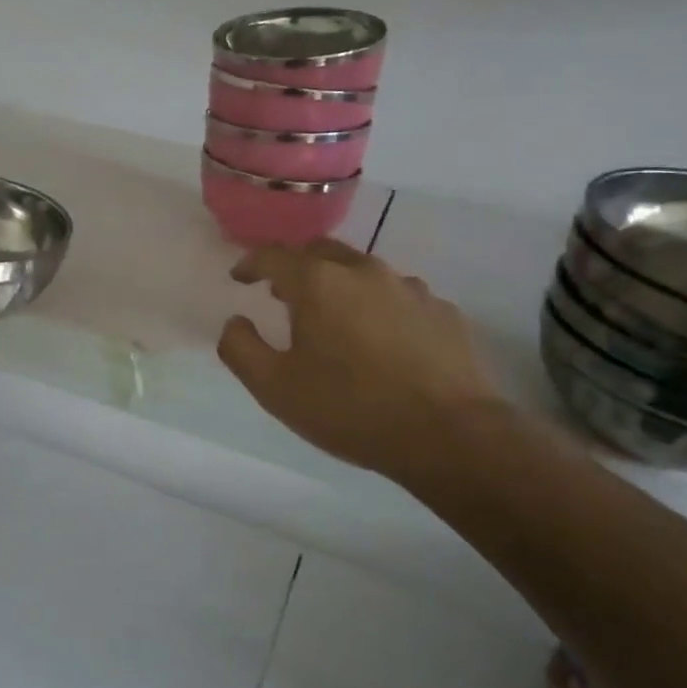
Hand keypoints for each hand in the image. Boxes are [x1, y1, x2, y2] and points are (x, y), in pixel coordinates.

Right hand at [217, 240, 509, 482]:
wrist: (451, 436)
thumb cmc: (351, 409)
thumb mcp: (275, 388)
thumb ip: (241, 348)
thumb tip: (235, 322)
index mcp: (319, 283)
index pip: (273, 255)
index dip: (250, 262)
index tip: (240, 278)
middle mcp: (364, 271)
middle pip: (321, 251)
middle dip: (296, 267)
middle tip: (284, 295)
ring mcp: (409, 288)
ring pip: (363, 271)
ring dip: (339, 286)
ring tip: (334, 320)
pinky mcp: (443, 311)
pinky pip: (398, 297)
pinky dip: (378, 307)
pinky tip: (381, 341)